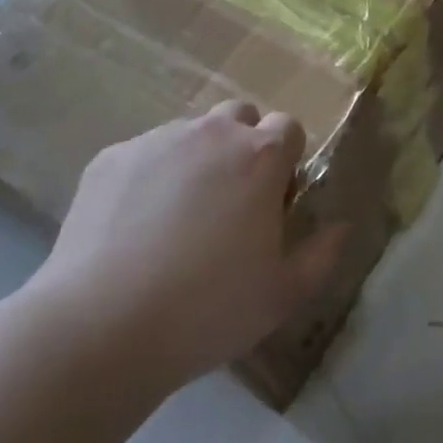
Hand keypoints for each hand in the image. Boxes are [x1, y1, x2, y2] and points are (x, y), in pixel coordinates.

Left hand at [24, 102, 347, 387]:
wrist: (101, 326)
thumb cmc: (208, 309)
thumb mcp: (282, 294)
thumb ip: (321, 254)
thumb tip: (340, 226)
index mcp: (259, 156)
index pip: (289, 127)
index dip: (286, 161)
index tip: (274, 200)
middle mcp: (211, 132)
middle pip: (239, 117)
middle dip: (243, 146)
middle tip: (230, 203)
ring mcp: (156, 140)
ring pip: (189, 135)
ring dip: (196, 161)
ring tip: (175, 220)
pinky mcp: (111, 157)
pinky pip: (143, 154)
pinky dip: (149, 177)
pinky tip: (133, 228)